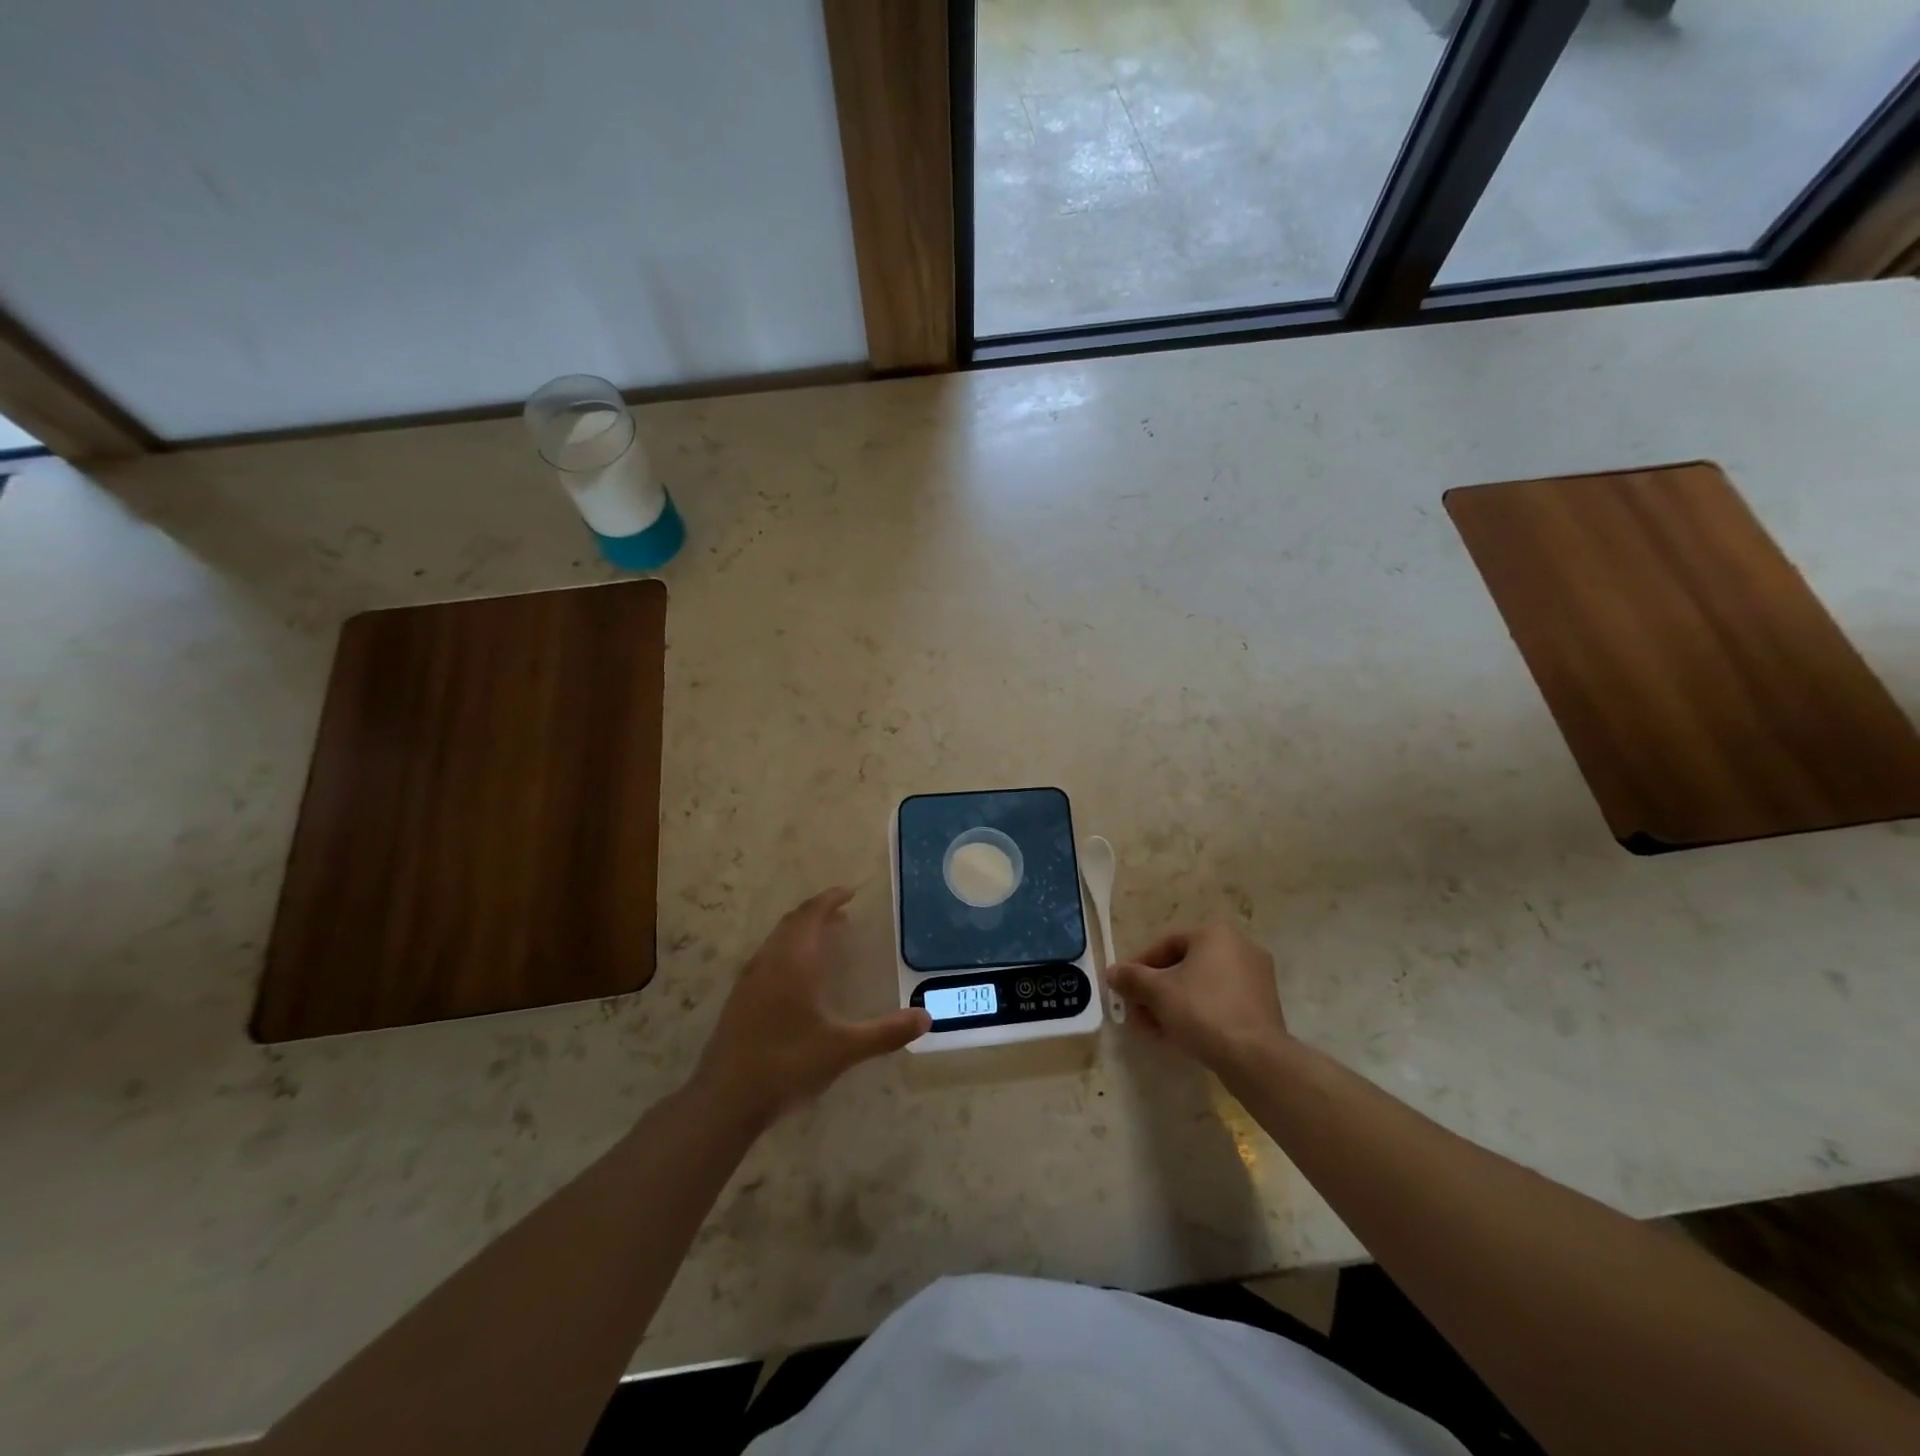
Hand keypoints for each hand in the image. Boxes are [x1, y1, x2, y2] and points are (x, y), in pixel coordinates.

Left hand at [692, 888, 929, 1128]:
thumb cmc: (787, 1064)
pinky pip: (768, 955)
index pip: (812, 915)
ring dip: (801, 929)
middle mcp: (770, 961)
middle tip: (842, 912)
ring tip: (825, 937)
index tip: (850, 893)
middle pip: (793, 921)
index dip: (831, 899)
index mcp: (794, 962)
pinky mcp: (739, 997)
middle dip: (817, 911)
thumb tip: (926, 1019)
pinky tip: (797, 974)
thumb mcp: (843, 1050)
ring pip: (777, 938)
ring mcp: (750, 978)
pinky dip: (788, 948)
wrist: (725, 1098)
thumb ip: (885, 1033)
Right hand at [1109, 923, 1289, 1073]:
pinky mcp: (1262, 1007)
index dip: (1139, 966)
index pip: (1166, 943)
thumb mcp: (1158, 992)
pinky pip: (1219, 1002)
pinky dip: (1196, 1013)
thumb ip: (1131, 978)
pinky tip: (1177, 1035)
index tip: (1123, 987)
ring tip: (1151, 1028)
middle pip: (1183, 966)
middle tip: (1135, 1012)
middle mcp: (1240, 948)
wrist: (1255, 1058)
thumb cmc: (1203, 1011)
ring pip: (1201, 986)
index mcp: (1215, 934)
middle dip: (1154, 990)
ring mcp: (1255, 978)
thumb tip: (1112, 972)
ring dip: (1171, 1004)